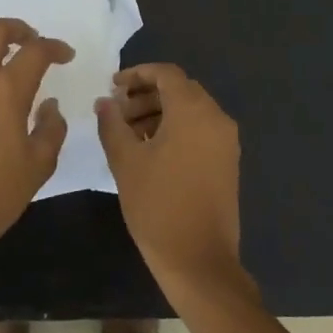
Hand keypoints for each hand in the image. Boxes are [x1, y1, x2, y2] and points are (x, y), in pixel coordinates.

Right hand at [95, 64, 245, 301]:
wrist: (199, 259)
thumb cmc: (157, 206)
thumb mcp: (125, 162)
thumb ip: (112, 125)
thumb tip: (105, 102)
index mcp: (194, 112)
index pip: (167, 74)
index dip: (137, 74)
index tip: (113, 86)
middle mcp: (216, 118)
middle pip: (180, 90)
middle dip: (146, 94)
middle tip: (117, 112)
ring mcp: (226, 141)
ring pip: (191, 110)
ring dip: (159, 112)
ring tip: (129, 133)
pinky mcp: (227, 161)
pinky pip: (200, 130)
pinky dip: (175, 129)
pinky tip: (150, 150)